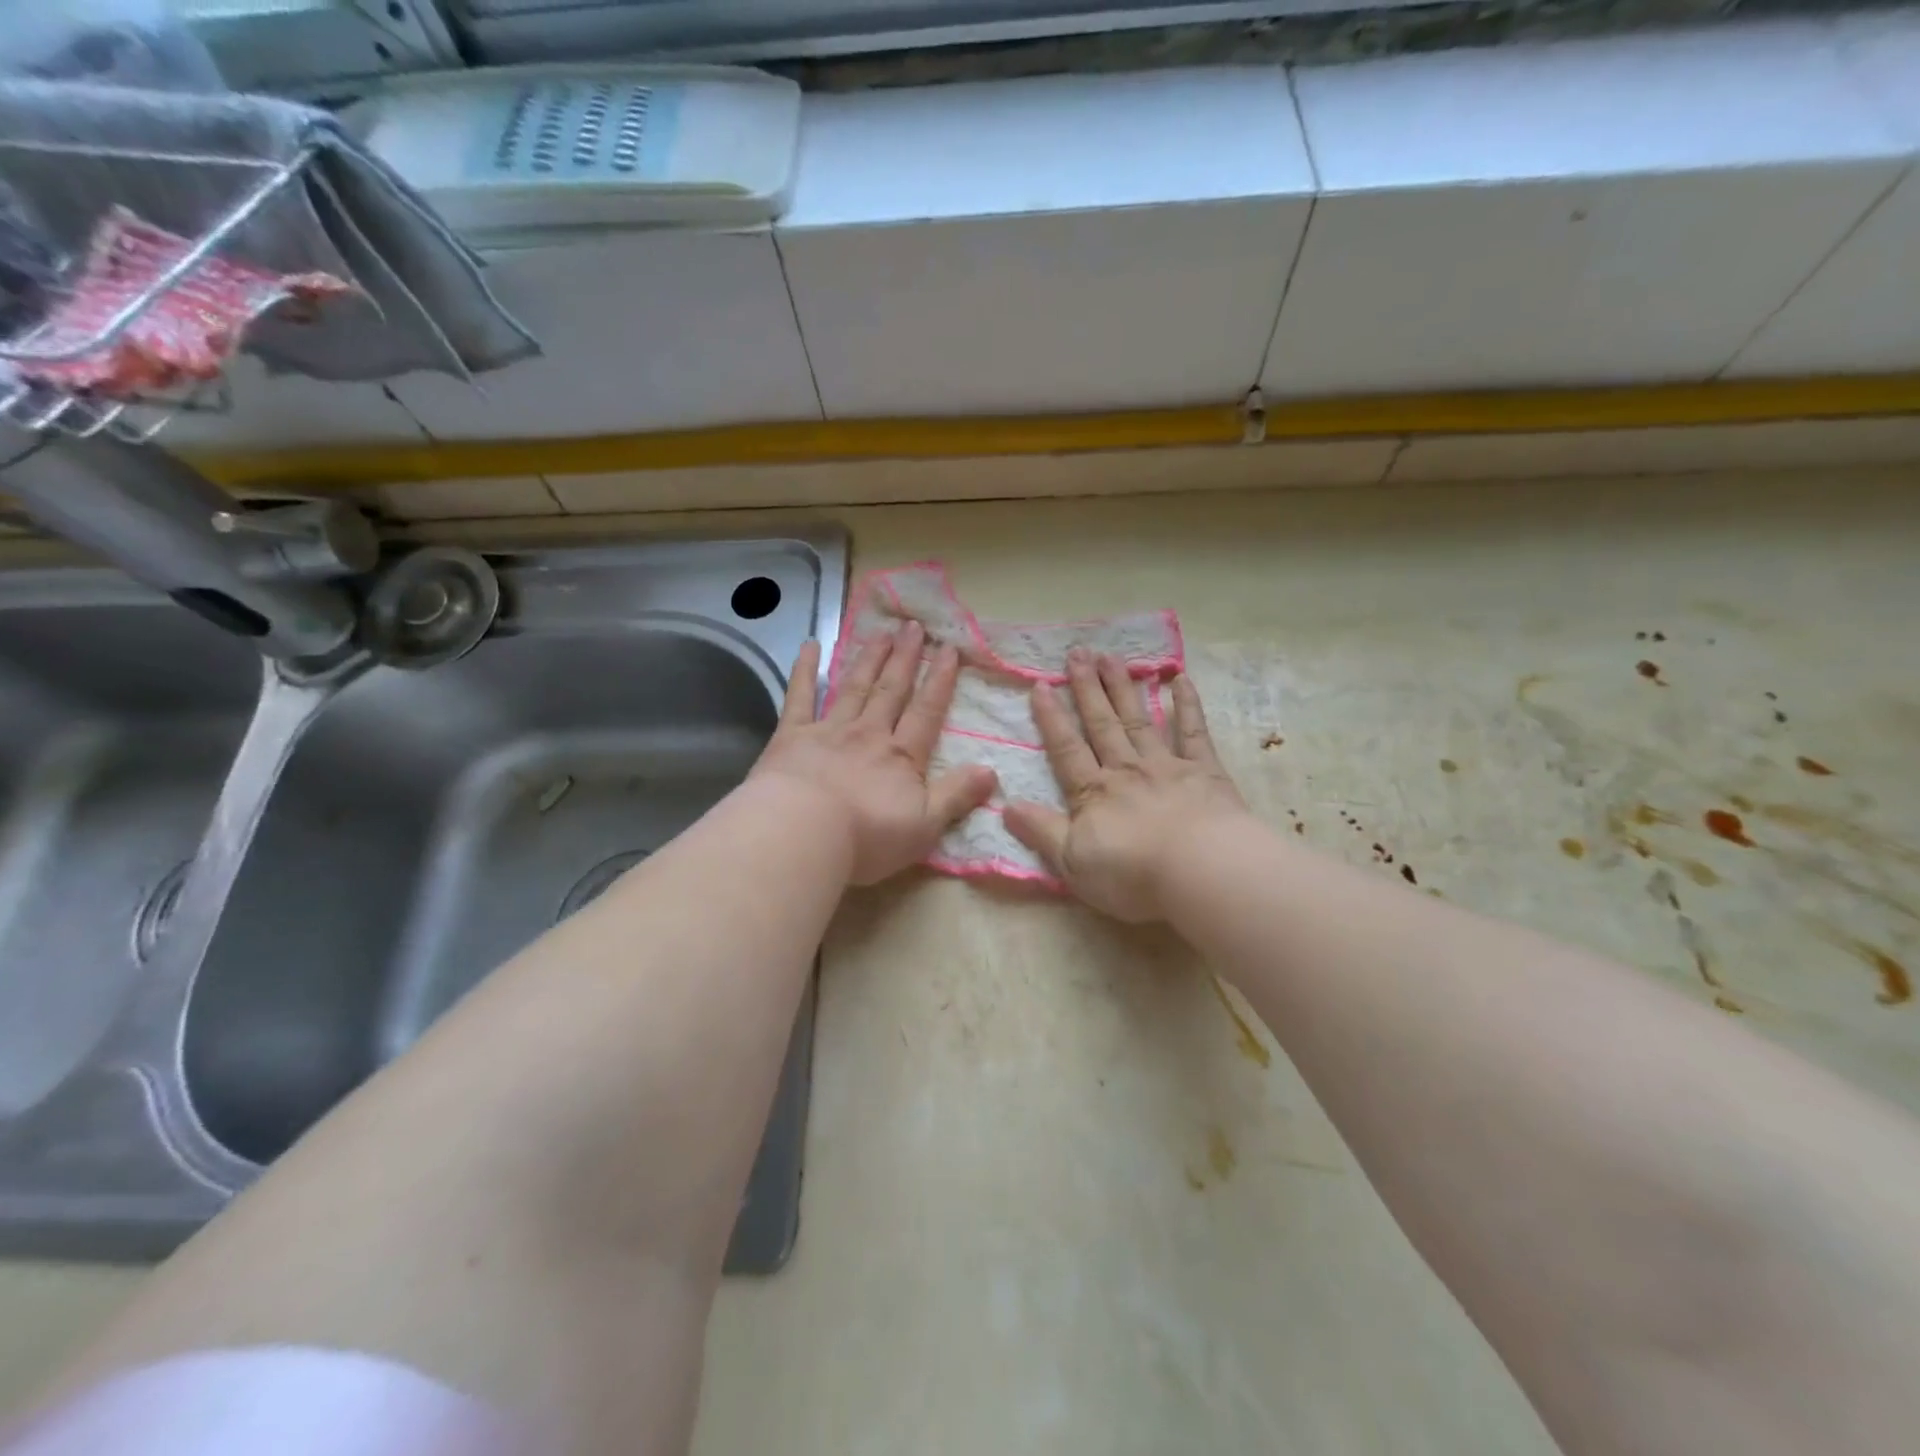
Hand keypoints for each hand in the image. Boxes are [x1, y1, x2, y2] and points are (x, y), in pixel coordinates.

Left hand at [753, 624, 997, 885]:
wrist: (803, 833)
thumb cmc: (867, 837)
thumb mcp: (925, 824)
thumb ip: (957, 795)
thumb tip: (991, 771)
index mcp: (901, 757)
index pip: (927, 712)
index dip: (940, 681)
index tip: (950, 650)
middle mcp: (869, 734)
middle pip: (891, 690)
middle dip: (905, 658)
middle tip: (915, 626)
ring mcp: (829, 730)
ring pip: (855, 687)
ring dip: (870, 658)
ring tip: (882, 632)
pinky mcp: (792, 736)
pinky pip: (800, 696)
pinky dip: (804, 669)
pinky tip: (810, 644)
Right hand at [1005, 649, 1248, 922]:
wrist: (1200, 871)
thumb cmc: (1131, 873)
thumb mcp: (1072, 862)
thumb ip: (1040, 831)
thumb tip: (1006, 806)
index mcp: (1093, 793)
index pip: (1066, 749)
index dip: (1051, 718)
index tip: (1040, 685)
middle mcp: (1125, 769)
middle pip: (1102, 724)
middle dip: (1087, 688)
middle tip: (1077, 653)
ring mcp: (1166, 766)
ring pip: (1138, 719)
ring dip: (1123, 688)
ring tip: (1111, 656)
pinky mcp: (1204, 771)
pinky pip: (1193, 732)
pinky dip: (1187, 704)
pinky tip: (1180, 679)